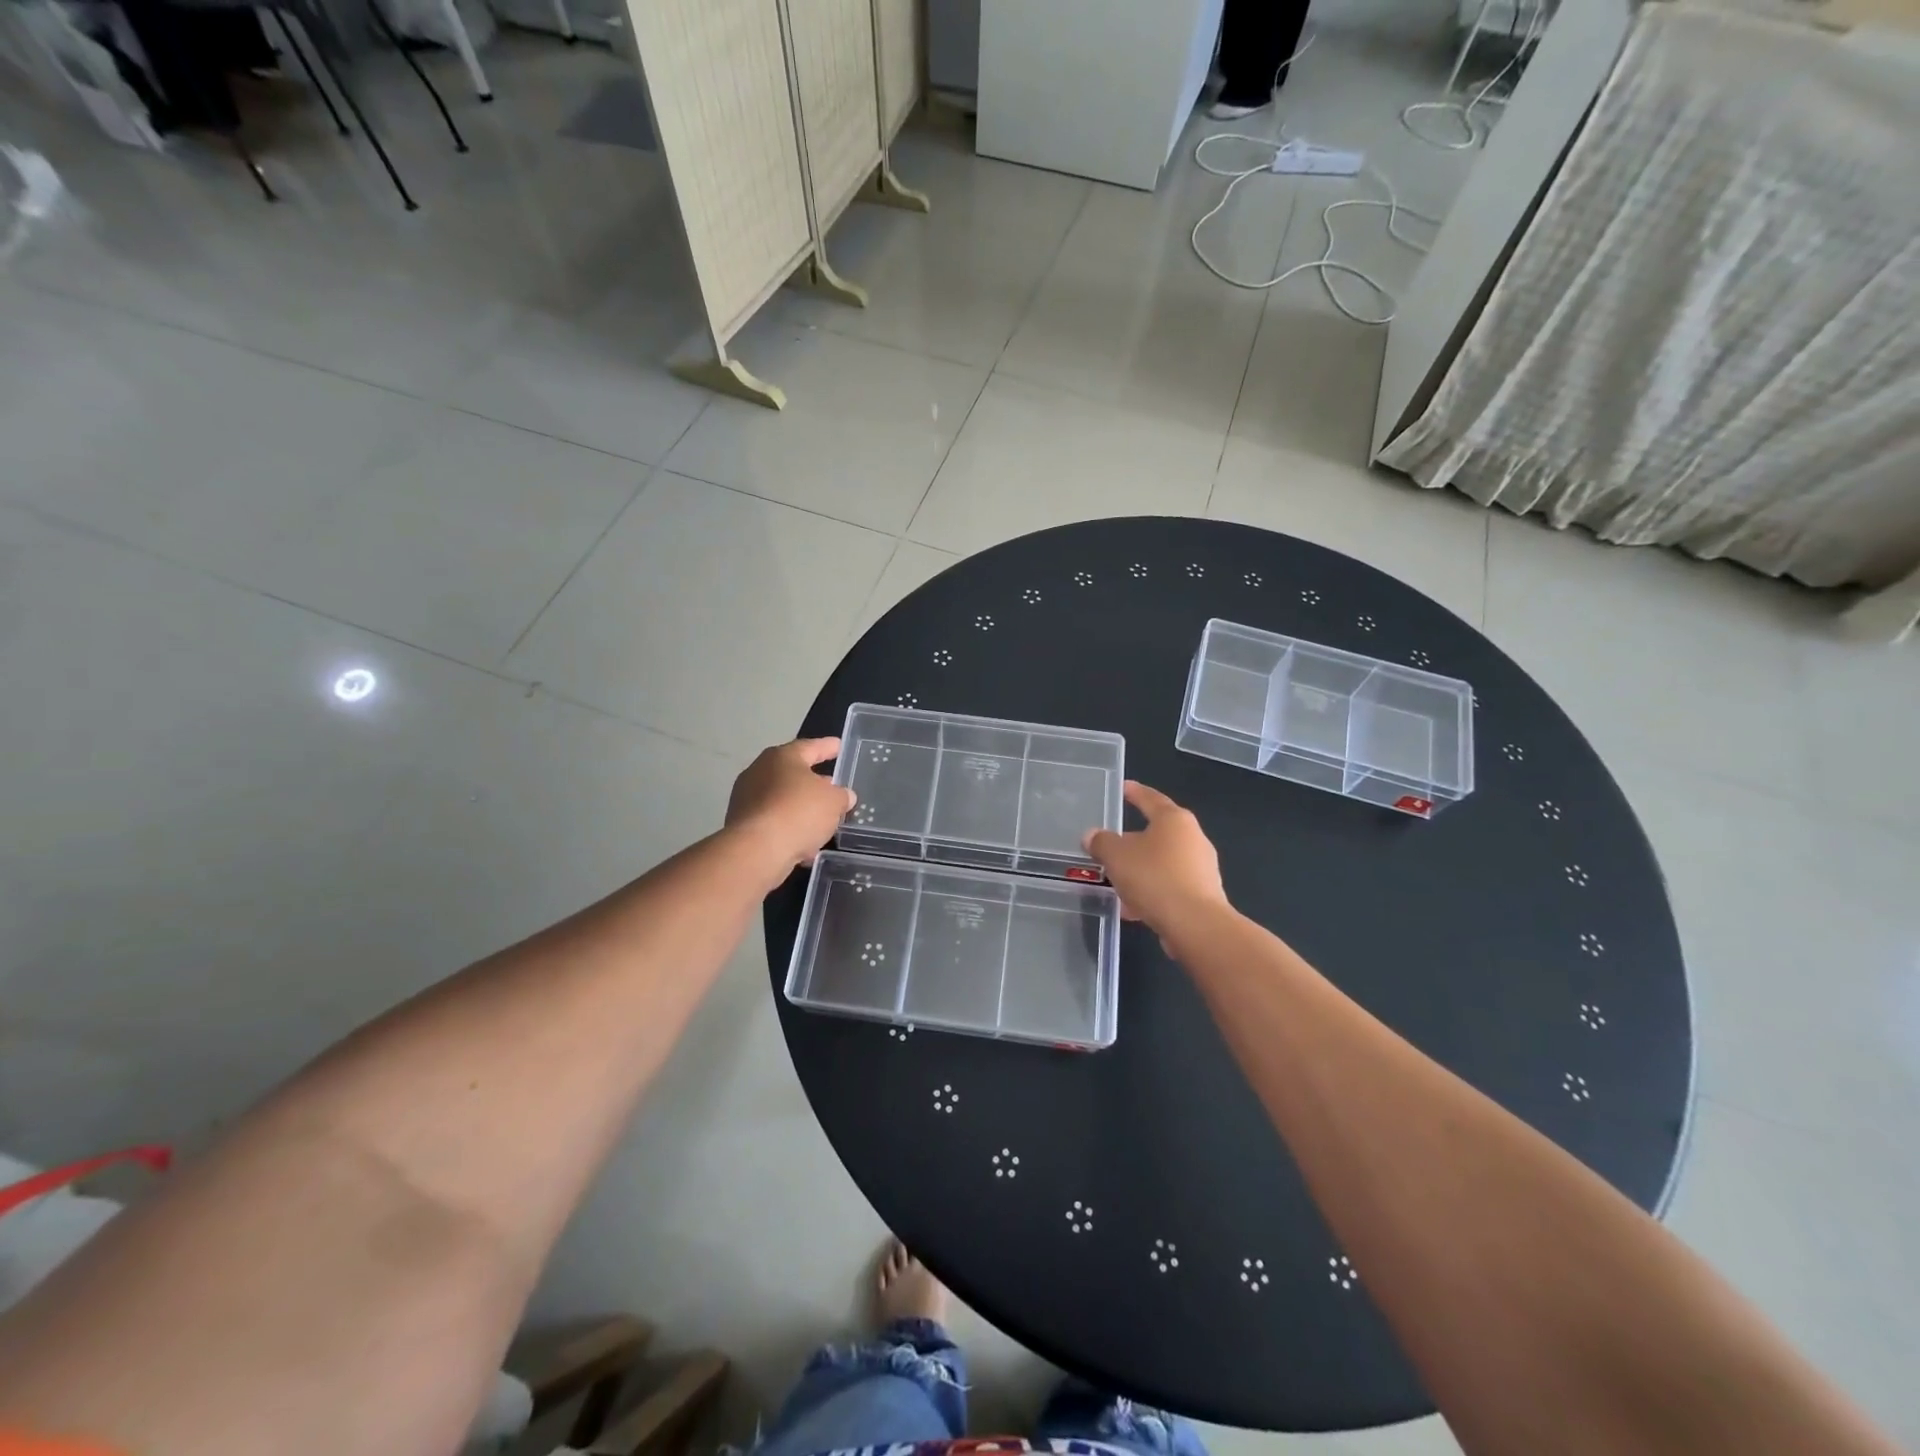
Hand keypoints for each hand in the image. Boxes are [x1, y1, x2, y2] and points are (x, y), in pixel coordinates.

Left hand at [726, 737, 854, 882]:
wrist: (756, 850)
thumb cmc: (799, 813)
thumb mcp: (834, 802)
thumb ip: (842, 796)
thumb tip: (844, 796)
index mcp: (782, 757)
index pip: (810, 747)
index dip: (827, 747)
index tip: (838, 745)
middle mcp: (759, 772)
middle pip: (793, 773)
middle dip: (814, 781)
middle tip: (832, 786)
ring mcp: (746, 799)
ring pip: (782, 800)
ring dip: (801, 808)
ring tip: (821, 820)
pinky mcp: (741, 825)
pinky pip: (773, 822)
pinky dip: (789, 829)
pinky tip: (805, 844)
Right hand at [1083, 781, 1228, 934]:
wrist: (1195, 925)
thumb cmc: (1154, 878)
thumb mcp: (1116, 856)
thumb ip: (1101, 842)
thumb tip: (1092, 835)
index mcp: (1174, 820)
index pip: (1151, 798)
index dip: (1135, 792)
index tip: (1124, 787)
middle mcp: (1193, 838)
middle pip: (1158, 833)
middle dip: (1133, 841)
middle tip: (1112, 846)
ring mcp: (1202, 868)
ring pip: (1163, 863)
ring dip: (1141, 871)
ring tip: (1117, 883)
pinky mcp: (1204, 895)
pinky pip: (1170, 886)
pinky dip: (1151, 892)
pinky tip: (1133, 908)